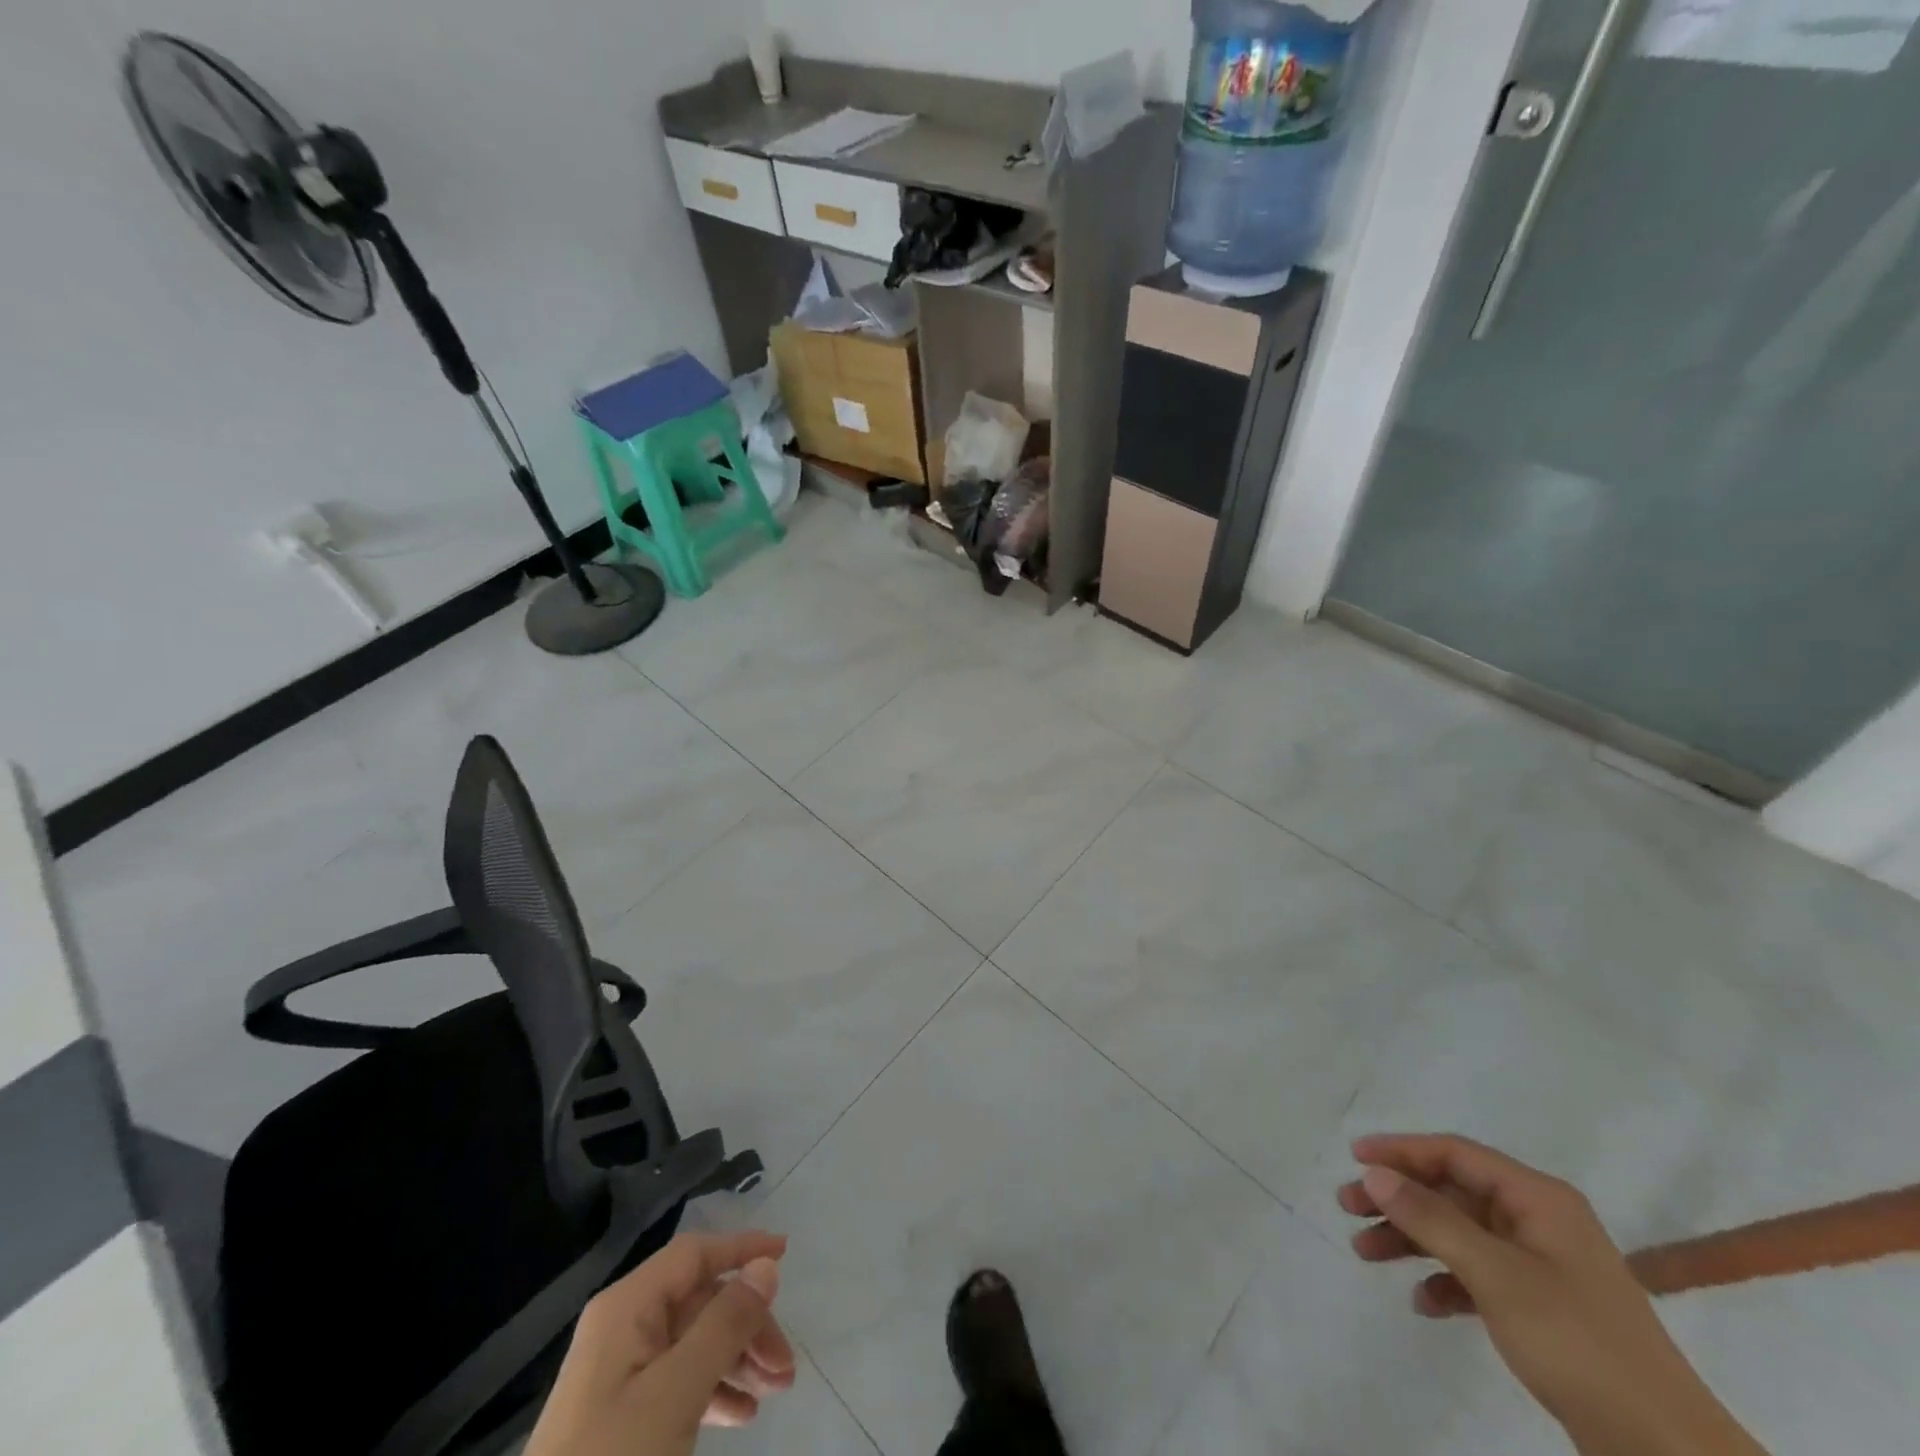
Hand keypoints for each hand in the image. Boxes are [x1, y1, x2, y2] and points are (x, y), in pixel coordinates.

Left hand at [525, 1231, 796, 1455]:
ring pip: (694, 1343)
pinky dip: (715, 1390)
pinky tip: (742, 1416)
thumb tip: (766, 1266)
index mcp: (627, 1307)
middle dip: (748, 1325)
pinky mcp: (621, 1416)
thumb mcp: (675, 1394)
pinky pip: (680, 1382)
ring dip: (738, 1359)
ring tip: (776, 1391)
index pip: (694, 1254)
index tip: (787, 1255)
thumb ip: (724, 1324)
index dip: (741, 1248)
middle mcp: (623, 1328)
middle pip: (700, 1302)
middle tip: (786, 1365)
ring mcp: (620, 1374)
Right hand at [1340, 1134, 1766, 1455]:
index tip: (1354, 1157)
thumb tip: (1374, 1173)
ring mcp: (1542, 1265)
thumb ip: (1430, 1217)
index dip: (1401, 1150)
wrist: (1666, 1451)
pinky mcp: (1543, 1308)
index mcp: (1538, 1198)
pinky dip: (1445, 1282)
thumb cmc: (1576, 1341)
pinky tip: (1422, 1302)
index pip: (1455, 1153)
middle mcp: (1539, 1221)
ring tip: (1364, 1252)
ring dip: (1411, 1239)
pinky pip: (1478, 1275)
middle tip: (1347, 1206)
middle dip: (1398, 1198)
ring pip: (1458, 1233)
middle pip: (1451, 1191)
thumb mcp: (1495, 1273)